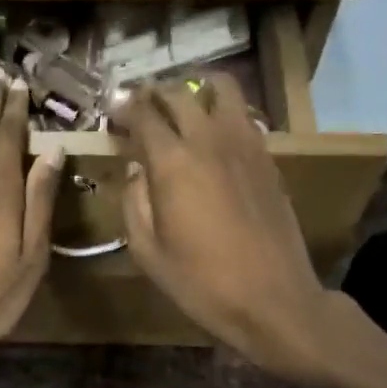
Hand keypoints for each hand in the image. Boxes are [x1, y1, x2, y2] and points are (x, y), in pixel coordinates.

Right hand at [118, 75, 331, 377]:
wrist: (272, 298)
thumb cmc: (200, 282)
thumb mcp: (147, 251)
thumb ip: (134, 202)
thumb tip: (136, 171)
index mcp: (173, 162)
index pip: (144, 114)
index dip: (124, 108)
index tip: (114, 113)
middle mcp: (209, 139)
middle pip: (180, 93)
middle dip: (155, 93)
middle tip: (142, 106)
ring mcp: (245, 143)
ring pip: (222, 89)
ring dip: (196, 89)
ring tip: (182, 106)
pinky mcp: (267, 157)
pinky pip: (243, 115)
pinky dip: (222, 111)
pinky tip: (212, 134)